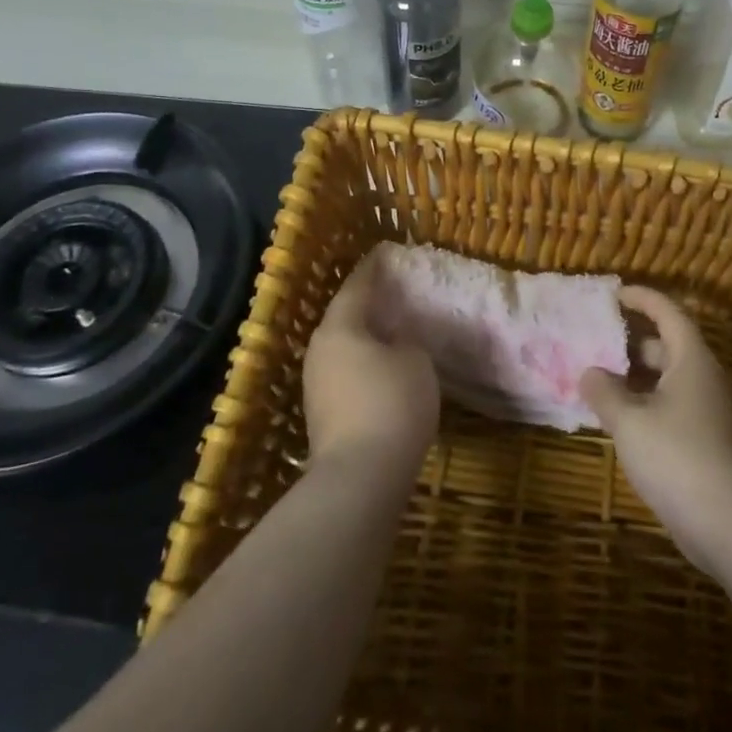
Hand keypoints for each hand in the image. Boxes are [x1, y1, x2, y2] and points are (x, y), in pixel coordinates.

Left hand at [303, 248, 439, 479]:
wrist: (360, 478)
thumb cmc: (391, 404)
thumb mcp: (415, 361)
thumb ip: (406, 341)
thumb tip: (395, 341)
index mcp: (340, 327)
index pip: (357, 285)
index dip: (373, 268)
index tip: (385, 253)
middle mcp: (320, 349)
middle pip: (345, 316)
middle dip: (368, 304)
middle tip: (394, 292)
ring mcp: (316, 384)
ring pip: (344, 347)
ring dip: (366, 337)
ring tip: (393, 330)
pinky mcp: (322, 414)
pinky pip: (346, 374)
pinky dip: (364, 364)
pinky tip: (385, 369)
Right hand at [580, 287, 731, 580]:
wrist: (729, 523)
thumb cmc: (677, 456)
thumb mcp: (629, 420)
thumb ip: (604, 391)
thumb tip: (589, 372)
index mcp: (690, 359)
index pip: (667, 312)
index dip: (641, 298)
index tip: (613, 294)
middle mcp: (700, 377)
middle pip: (666, 344)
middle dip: (631, 338)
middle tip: (595, 336)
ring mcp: (703, 411)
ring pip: (665, 378)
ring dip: (632, 373)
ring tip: (596, 375)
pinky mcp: (700, 440)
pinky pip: (666, 405)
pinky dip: (641, 401)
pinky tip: (615, 416)